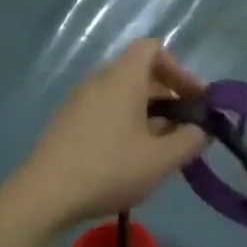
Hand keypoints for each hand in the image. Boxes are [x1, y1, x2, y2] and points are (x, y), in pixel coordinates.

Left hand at [6, 39, 208, 232]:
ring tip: (162, 149)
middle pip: (140, 74)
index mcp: (122, 80)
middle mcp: (99, 82)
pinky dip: (126, 125)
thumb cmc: (109, 169)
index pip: (152, 48)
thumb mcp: (161, 159)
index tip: (194, 100)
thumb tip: (202, 130)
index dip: (179, 69)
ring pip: (123, 96)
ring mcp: (79, 103)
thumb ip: (191, 140)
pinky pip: (105, 112)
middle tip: (186, 129)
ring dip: (149, 115)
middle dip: (169, 97)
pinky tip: (132, 159)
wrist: (44, 198)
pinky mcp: (67, 125)